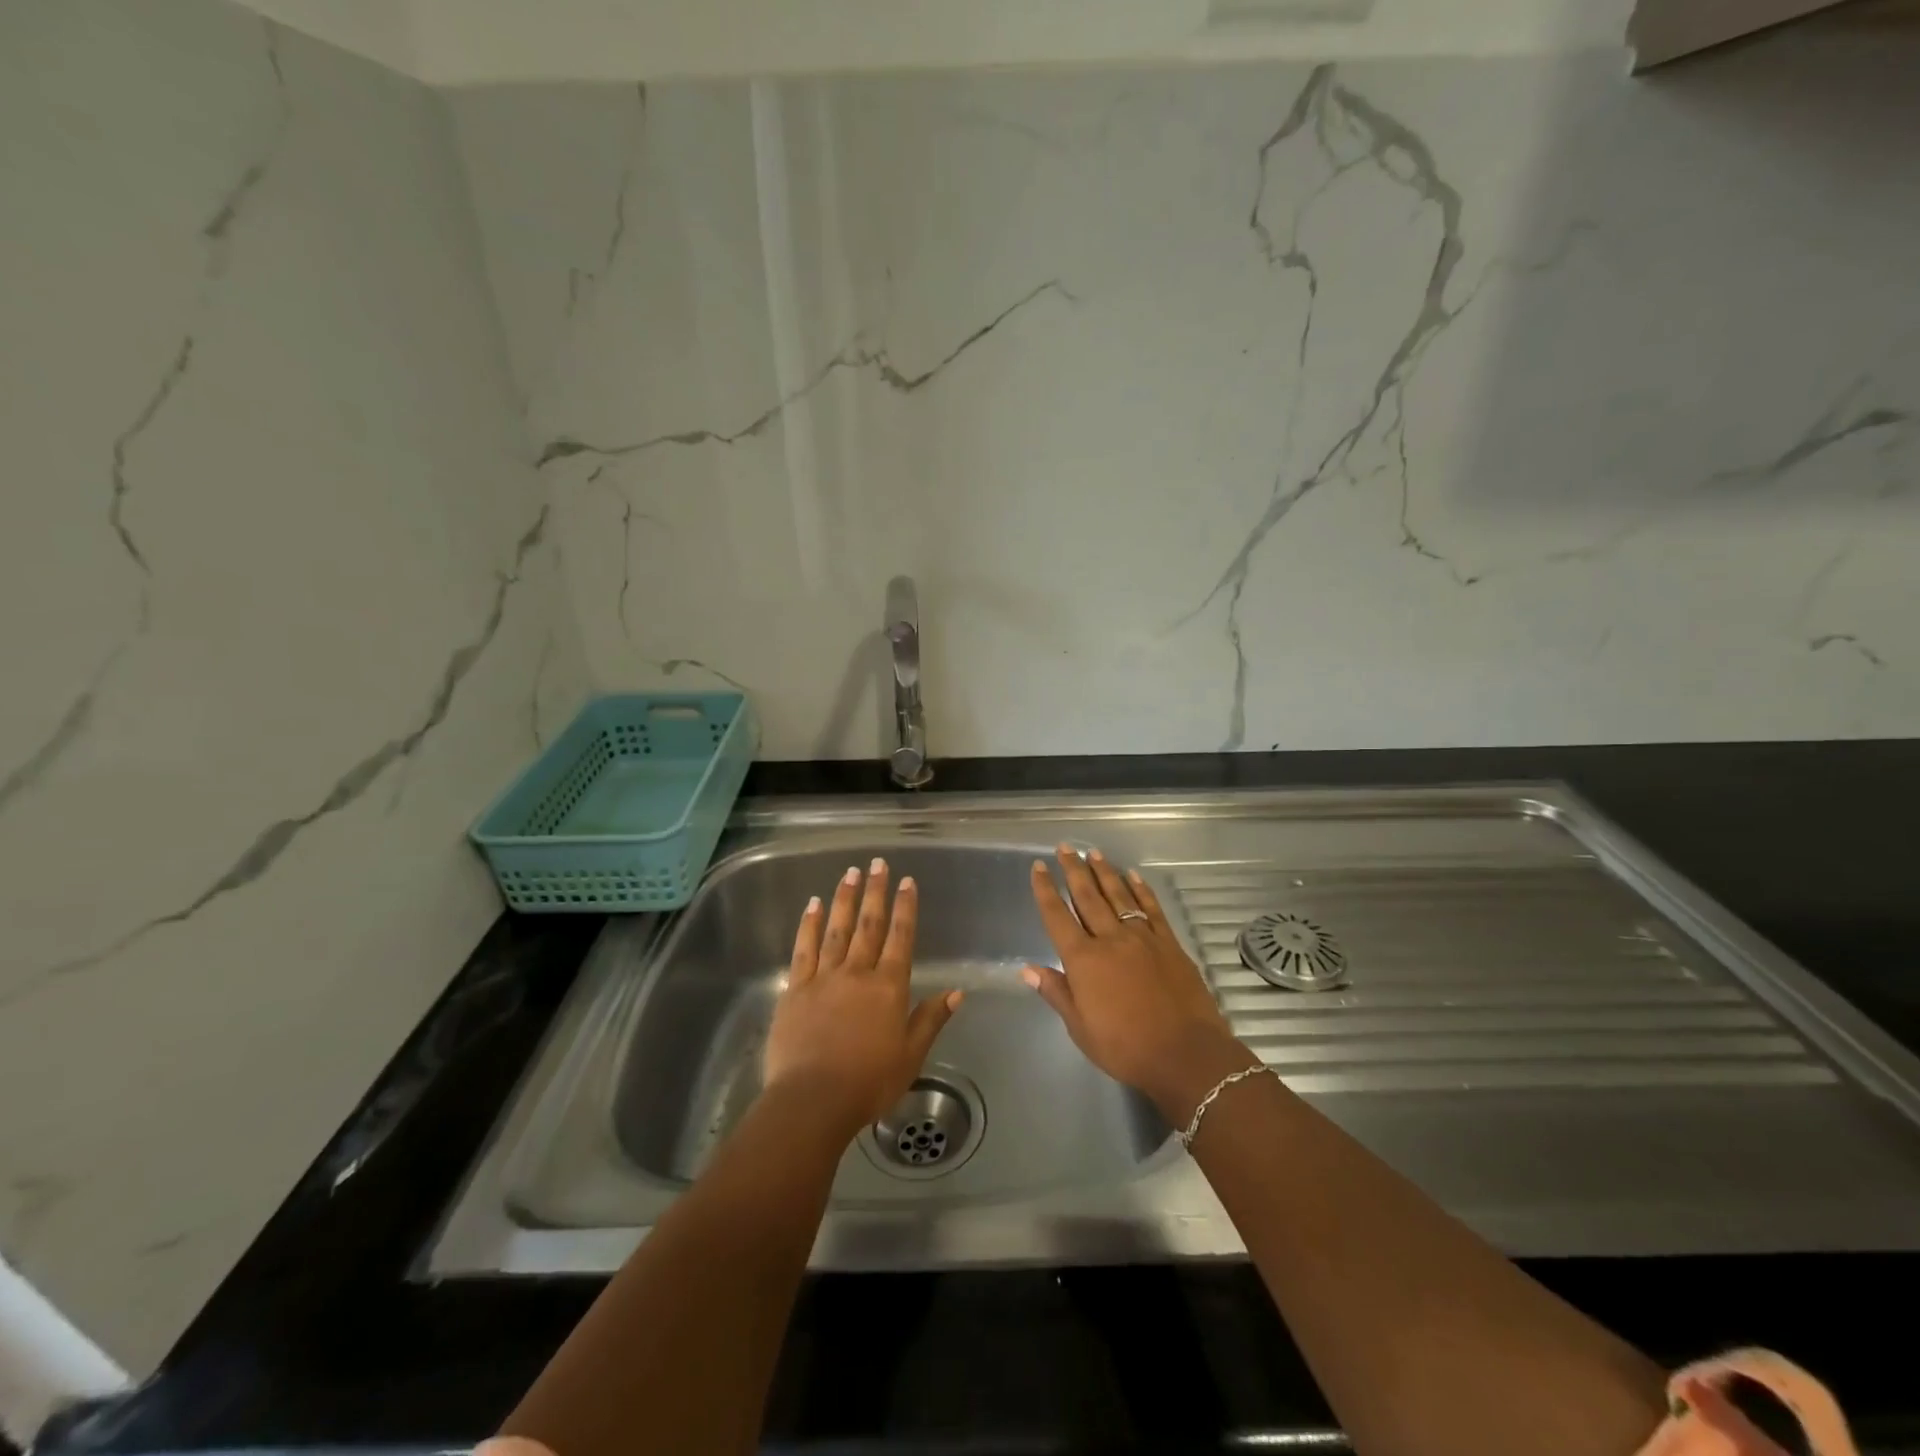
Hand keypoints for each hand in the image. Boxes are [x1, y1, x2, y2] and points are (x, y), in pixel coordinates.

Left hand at [763, 858, 961, 1137]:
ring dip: (844, 899)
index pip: (900, 937)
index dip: (905, 908)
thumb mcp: (911, 1055)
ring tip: (850, 872)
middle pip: (869, 924)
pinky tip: (813, 905)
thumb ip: (931, 1019)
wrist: (813, 1100)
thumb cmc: (868, 1082)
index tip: (907, 881)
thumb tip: (957, 991)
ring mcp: (823, 978)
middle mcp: (857, 973)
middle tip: (877, 863)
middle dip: (875, 892)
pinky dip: (809, 925)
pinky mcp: (795, 989)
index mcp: (888, 987)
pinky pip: (804, 949)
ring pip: (836, 929)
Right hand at [1024, 845, 1244, 1117]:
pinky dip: (1141, 890)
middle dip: (1074, 870)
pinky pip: (1152, 909)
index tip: (1038, 867)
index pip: (1057, 916)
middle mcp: (1110, 939)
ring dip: (1104, 872)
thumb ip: (1056, 993)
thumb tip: (1027, 969)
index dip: (1045, 890)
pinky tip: (1133, 876)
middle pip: (1087, 897)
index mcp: (1083, 960)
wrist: (1185, 1054)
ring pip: (1118, 896)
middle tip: (1065, 847)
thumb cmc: (1125, 1047)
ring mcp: (1142, 938)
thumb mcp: (1080, 1028)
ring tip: (1093, 852)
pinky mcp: (1169, 944)